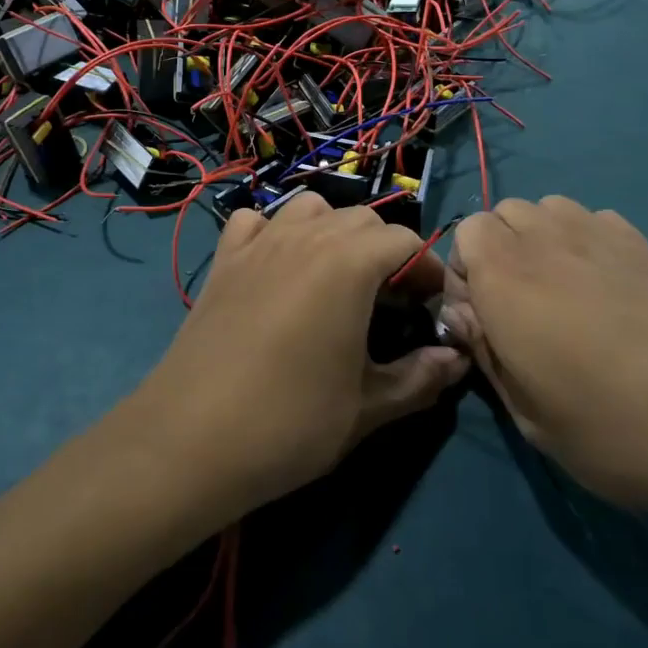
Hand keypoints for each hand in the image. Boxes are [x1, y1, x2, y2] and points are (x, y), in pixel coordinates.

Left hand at [131, 193, 466, 519]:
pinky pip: (255, 221)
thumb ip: (421, 377)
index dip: (427, 270)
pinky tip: (277, 267)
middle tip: (390, 302)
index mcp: (349, 263)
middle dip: (386, 251)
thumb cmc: (290, 422)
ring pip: (310, 208)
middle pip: (361, 219)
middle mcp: (306, 237)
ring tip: (337, 279)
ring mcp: (259, 243)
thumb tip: (456, 359)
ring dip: (333, 231)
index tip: (430, 308)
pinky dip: (274, 231)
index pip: (405, 240)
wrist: (191, 439)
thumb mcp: (368, 408)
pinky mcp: (224, 260)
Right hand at [441, 196, 647, 515]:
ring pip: (547, 209)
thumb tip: (461, 313)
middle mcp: (545, 240)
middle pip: (502, 214)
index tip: (482, 320)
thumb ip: (485, 352)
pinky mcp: (644, 243)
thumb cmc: (613, 427)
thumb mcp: (528, 414)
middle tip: (518, 307)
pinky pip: (594, 220)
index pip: (465, 234)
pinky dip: (583, 240)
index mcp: (504, 277)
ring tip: (561, 290)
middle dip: (497, 250)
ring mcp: (599, 234)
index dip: (464, 273)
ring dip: (538, 238)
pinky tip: (607, 286)